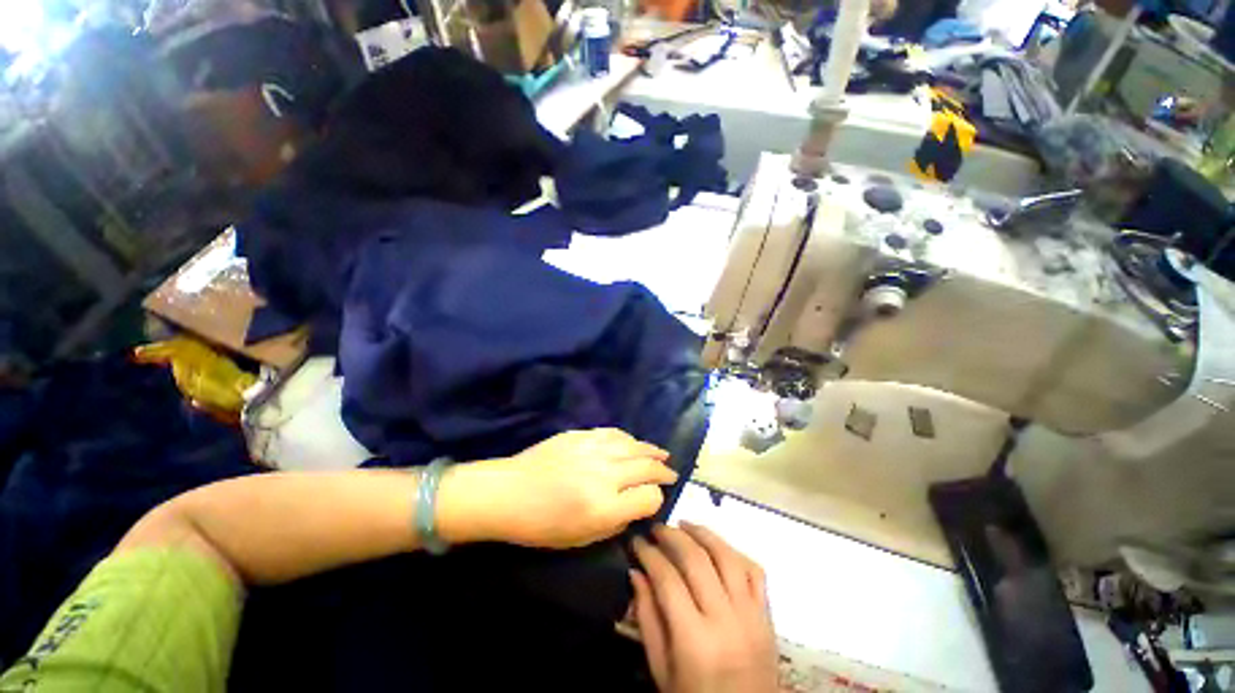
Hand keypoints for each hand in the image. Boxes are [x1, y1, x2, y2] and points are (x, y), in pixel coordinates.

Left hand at [440, 429, 675, 548]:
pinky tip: (634, 443)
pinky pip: (614, 433)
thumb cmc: (541, 525)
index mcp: (605, 506)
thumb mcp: (582, 539)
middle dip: (663, 471)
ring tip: (661, 454)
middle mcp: (605, 474)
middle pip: (647, 467)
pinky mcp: (581, 435)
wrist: (508, 492)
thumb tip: (636, 506)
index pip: (649, 497)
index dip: (656, 500)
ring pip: (634, 446)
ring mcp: (593, 450)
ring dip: (652, 451)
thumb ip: (616, 522)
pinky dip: (629, 439)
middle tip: (671, 473)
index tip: (654, 501)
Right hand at [631, 523, 777, 692]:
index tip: (636, 542)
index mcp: (695, 641)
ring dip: (703, 534)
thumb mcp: (661, 670)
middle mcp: (726, 620)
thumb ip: (647, 619)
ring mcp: (752, 615)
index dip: (649, 554)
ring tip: (684, 525)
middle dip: (672, 536)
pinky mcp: (767, 615)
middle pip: (697, 560)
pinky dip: (734, 551)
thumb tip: (636, 572)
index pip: (668, 580)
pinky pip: (754, 570)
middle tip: (656, 528)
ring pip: (727, 556)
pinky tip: (717, 546)